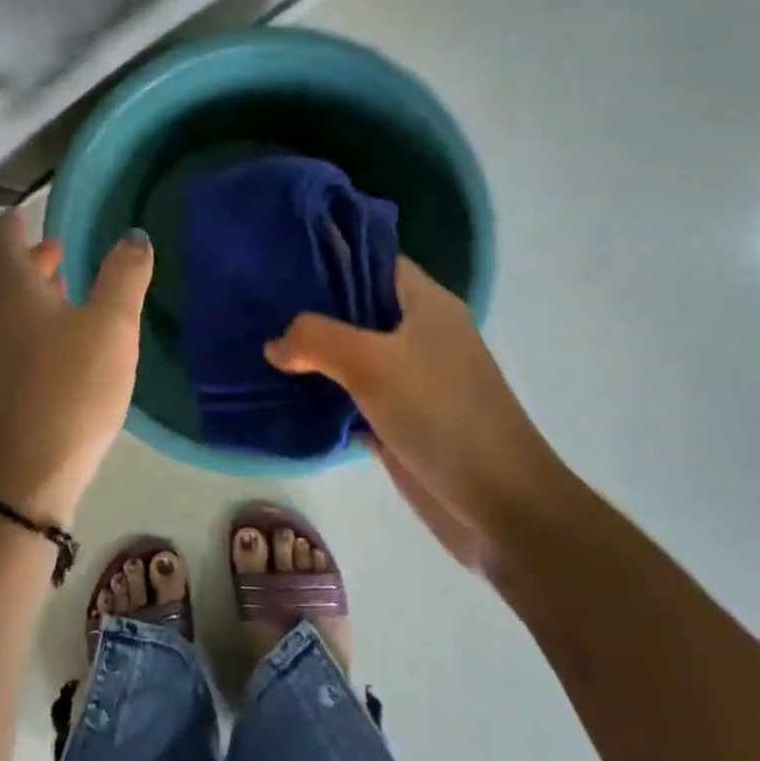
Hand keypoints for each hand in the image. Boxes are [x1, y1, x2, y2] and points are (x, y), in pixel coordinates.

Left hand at [0, 208, 153, 525]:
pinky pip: (35, 347)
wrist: (24, 480)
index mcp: (21, 298)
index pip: (4, 246)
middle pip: (14, 282)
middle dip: (37, 260)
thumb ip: (123, 278)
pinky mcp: (19, 399)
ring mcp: (8, 366)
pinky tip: (84, 347)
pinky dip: (55, 329)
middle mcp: (6, 327)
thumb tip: (132, 235)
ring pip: (25, 316)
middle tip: (63, 246)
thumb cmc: (68, 389)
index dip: (12, 223)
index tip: (22, 208)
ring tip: (80, 290)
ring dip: (48, 296)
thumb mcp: (108, 327)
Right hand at [265, 256, 566, 577]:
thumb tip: (275, 345)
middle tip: (259, 302)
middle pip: (358, 307)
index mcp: (427, 304)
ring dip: (313, 353)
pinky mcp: (400, 419)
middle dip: (312, 307)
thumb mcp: (372, 364)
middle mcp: (419, 334)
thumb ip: (316, 339)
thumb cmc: (442, 416)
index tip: (282, 258)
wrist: (500, 506)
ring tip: (260, 343)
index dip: (332, 254)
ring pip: (352, 353)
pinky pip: (352, 396)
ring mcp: (411, 379)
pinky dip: (323, 393)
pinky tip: (283, 391)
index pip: (374, 261)